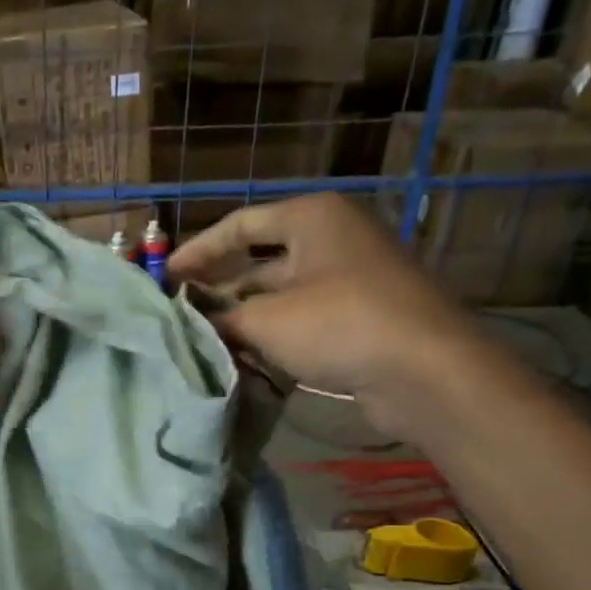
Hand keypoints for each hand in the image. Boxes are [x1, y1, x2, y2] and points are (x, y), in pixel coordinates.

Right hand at [168, 193, 489, 442]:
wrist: (424, 370)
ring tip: (203, 338)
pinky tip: (243, 357)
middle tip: (181, 311)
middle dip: (220, 287)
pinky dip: (272, 334)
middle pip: (260, 259)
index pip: (240, 225)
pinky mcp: (358, 317)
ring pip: (280, 293)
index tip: (165, 276)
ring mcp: (349, 278)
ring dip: (243, 316)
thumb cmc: (339, 324)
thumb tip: (192, 323)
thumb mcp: (267, 320)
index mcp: (312, 219)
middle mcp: (332, 239)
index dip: (198, 250)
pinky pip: (302, 318)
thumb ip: (222, 318)